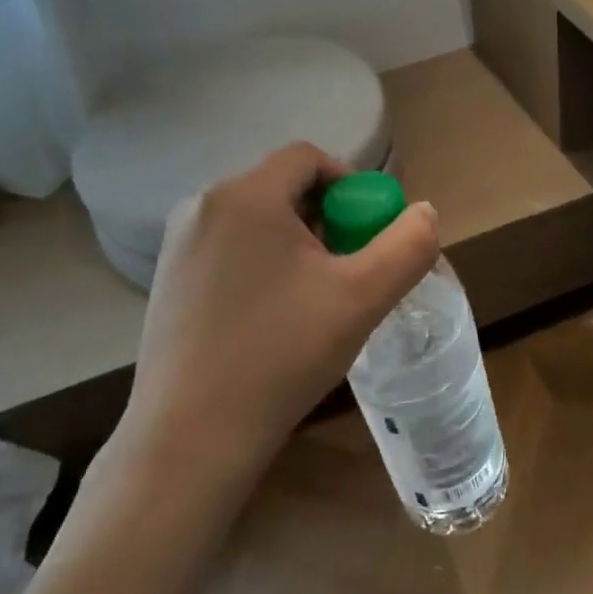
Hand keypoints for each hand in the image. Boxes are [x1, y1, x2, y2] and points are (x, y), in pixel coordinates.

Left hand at [113, 142, 439, 479]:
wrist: (193, 436)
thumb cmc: (282, 354)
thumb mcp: (363, 297)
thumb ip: (408, 246)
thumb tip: (424, 212)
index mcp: (246, 196)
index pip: (309, 157)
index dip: (351, 184)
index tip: (368, 234)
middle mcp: (202, 207)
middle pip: (283, 187)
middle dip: (326, 219)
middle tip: (348, 270)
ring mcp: (178, 245)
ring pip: (256, 220)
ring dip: (296, 243)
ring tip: (314, 298)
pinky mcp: (167, 280)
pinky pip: (230, 249)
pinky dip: (263, 264)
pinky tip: (273, 317)